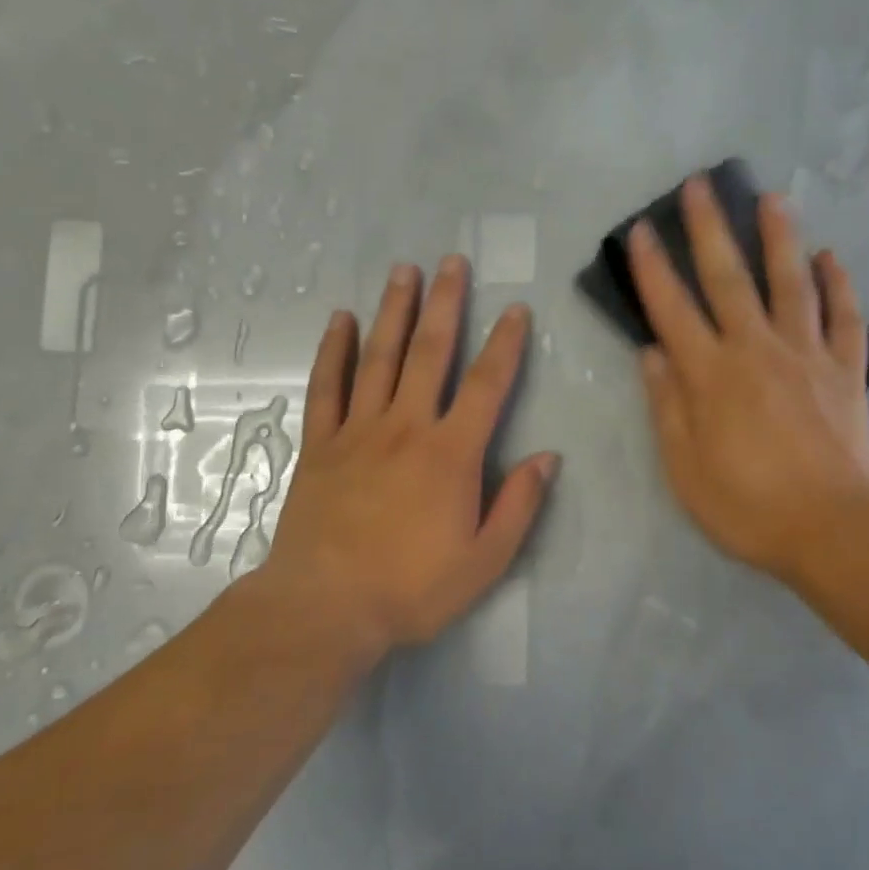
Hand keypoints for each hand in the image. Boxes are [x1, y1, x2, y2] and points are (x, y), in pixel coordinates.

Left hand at [261, 256, 559, 661]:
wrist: (324, 608)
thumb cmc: (411, 589)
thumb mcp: (484, 561)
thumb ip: (519, 505)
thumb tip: (548, 457)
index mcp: (451, 453)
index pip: (487, 385)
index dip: (505, 345)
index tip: (516, 309)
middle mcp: (406, 427)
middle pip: (429, 353)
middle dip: (445, 304)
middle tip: (452, 261)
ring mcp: (358, 431)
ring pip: (378, 357)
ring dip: (394, 310)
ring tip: (403, 270)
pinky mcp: (320, 445)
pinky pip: (327, 386)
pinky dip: (334, 350)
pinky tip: (340, 320)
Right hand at [629, 176, 868, 588]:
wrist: (831, 530)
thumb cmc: (746, 506)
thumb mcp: (684, 468)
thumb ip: (666, 406)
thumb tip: (651, 353)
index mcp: (710, 375)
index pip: (672, 309)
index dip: (653, 268)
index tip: (642, 230)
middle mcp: (756, 350)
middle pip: (729, 278)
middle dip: (710, 229)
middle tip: (701, 184)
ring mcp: (806, 355)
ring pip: (792, 283)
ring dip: (780, 238)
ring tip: (772, 198)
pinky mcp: (845, 372)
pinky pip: (845, 318)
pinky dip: (840, 285)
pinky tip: (832, 257)